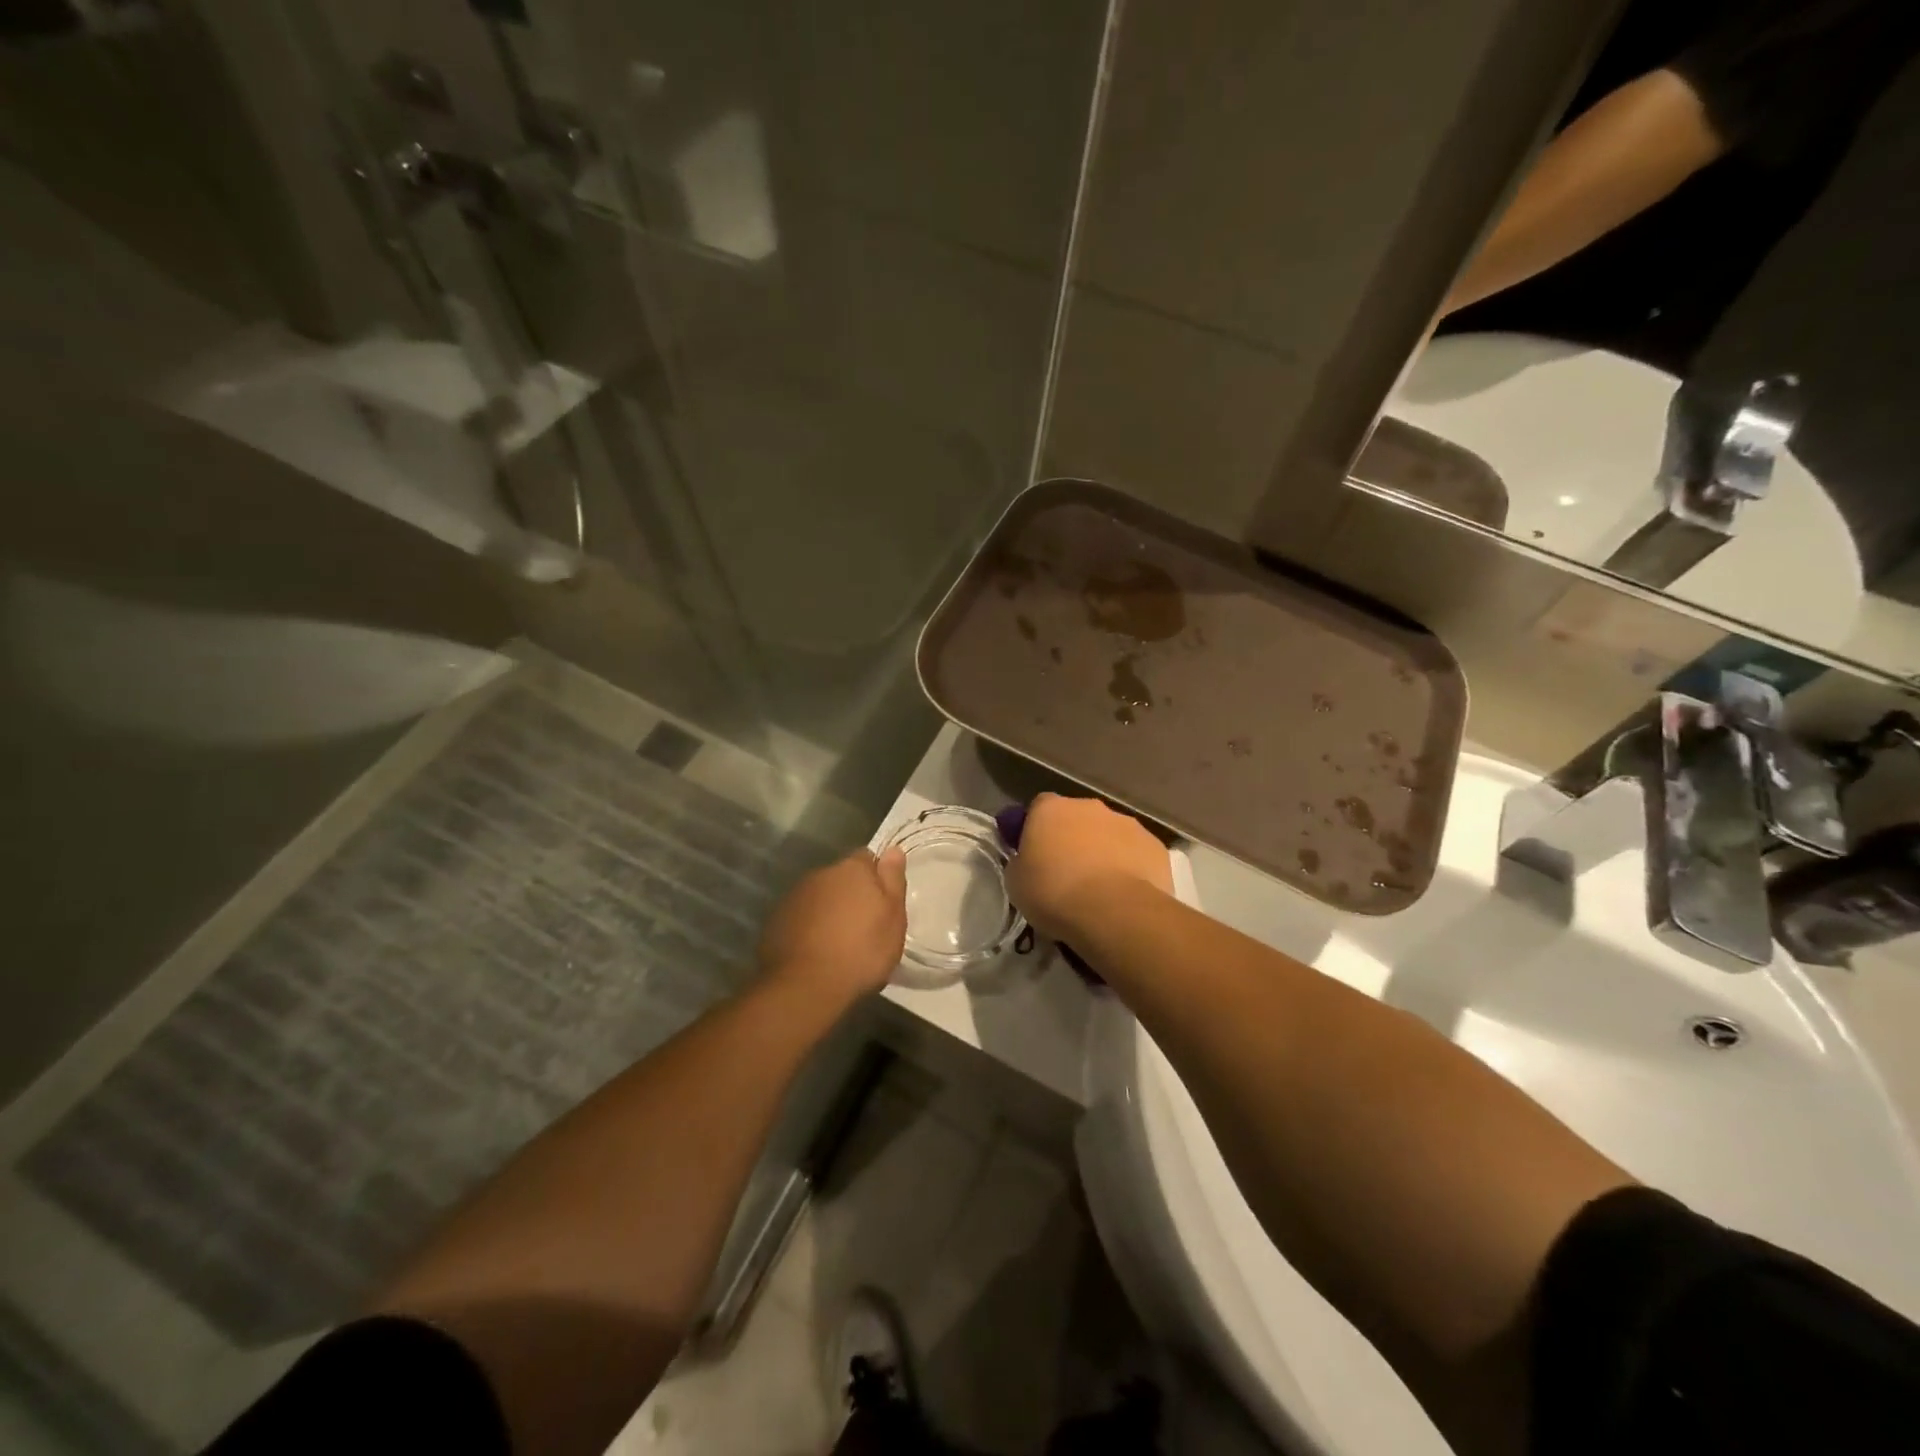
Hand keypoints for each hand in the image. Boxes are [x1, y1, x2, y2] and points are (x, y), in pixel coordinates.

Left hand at [757, 847, 907, 1008]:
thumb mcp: (893, 918)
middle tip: (863, 926)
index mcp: (852, 869)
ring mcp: (795, 896)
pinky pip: (801, 916)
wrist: (805, 986)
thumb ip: (893, 880)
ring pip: (820, 896)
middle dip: (851, 894)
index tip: (882, 902)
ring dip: (829, 910)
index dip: (876, 878)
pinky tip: (816, 950)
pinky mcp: (776, 919)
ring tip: (838, 942)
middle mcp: (821, 874)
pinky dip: (809, 926)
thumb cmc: (861, 951)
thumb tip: (893, 850)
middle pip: (841, 877)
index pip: (867, 858)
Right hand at [1005, 794, 1172, 939]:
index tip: (1035, 856)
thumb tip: (1028, 862)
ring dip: (1103, 852)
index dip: (1036, 830)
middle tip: (1067, 874)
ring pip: (1110, 834)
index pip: (1039, 808)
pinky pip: (1136, 854)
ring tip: (1099, 890)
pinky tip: (1124, 895)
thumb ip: (1021, 863)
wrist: (1113, 912)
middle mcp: (1089, 806)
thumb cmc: (1053, 893)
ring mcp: (1127, 823)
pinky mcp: (1155, 846)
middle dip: (1073, 839)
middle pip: (1077, 818)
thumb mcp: (1016, 882)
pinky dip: (1130, 868)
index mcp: (1050, 809)